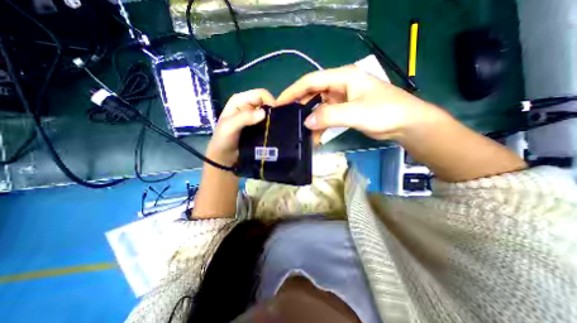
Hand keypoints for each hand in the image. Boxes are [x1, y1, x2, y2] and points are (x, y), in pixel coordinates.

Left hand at [208, 89, 274, 166]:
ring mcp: (253, 117)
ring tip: (275, 129)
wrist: (224, 157)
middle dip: (272, 112)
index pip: (260, 94)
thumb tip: (264, 113)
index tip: (274, 116)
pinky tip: (272, 132)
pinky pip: (268, 123)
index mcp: (240, 100)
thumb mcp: (230, 127)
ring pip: (268, 113)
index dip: (269, 102)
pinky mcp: (257, 127)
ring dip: (272, 120)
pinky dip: (271, 126)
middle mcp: (248, 106)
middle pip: (266, 103)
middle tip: (275, 124)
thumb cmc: (223, 140)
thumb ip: (244, 118)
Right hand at [276, 64, 437, 139]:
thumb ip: (330, 116)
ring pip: (319, 107)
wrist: (406, 124)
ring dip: (310, 119)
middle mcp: (340, 85)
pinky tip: (314, 137)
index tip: (279, 103)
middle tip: (286, 120)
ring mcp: (342, 99)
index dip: (293, 91)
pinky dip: (320, 126)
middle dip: (299, 106)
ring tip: (299, 131)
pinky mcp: (345, 111)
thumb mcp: (356, 112)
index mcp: (343, 77)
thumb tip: (306, 122)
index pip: (311, 81)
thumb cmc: (386, 112)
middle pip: (313, 93)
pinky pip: (326, 117)